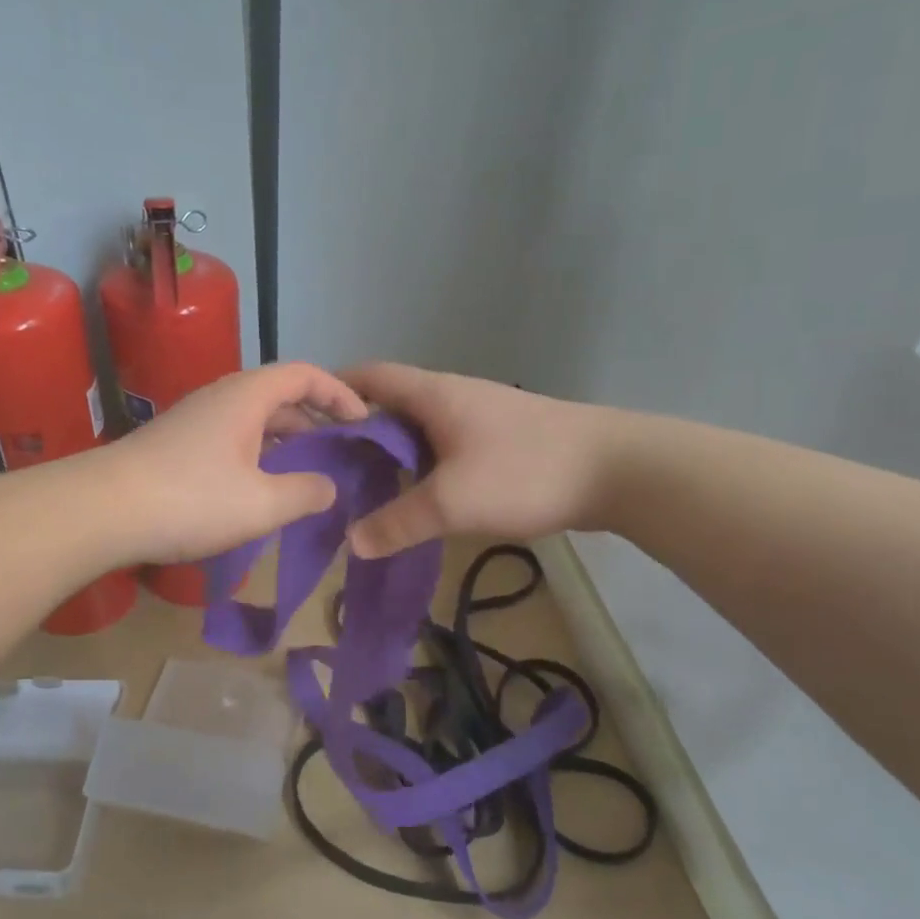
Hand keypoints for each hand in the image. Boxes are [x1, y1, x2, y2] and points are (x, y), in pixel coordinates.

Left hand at [102, 362, 367, 563]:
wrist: (100, 511)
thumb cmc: (190, 500)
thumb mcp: (262, 504)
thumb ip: (306, 493)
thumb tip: (330, 488)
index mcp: (248, 396)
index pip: (305, 374)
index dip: (340, 393)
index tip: (364, 422)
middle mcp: (222, 397)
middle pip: (280, 394)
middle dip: (317, 419)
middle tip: (342, 451)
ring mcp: (196, 419)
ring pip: (254, 418)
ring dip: (286, 440)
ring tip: (310, 472)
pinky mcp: (177, 444)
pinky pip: (233, 437)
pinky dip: (259, 453)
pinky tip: (262, 487)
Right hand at [338, 363, 616, 556]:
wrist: (616, 469)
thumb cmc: (525, 471)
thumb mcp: (452, 502)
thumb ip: (398, 522)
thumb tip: (352, 541)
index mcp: (433, 394)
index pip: (369, 377)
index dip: (332, 392)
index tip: (303, 424)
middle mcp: (452, 396)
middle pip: (390, 404)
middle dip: (356, 432)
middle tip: (327, 470)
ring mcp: (480, 416)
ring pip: (420, 429)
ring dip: (392, 453)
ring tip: (364, 489)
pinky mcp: (501, 439)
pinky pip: (445, 446)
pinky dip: (423, 466)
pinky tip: (418, 498)